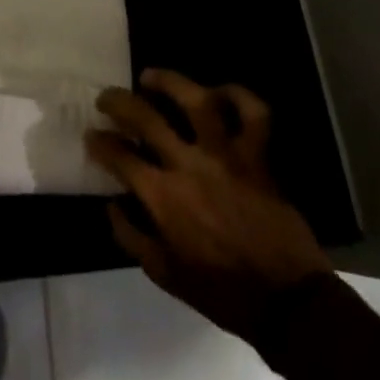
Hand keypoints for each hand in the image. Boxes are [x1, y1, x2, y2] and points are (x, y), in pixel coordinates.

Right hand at [87, 70, 329, 336]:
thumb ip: (132, 237)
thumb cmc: (222, 292)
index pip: (120, 156)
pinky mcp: (258, 157)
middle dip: (118, 101)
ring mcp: (226, 156)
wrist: (287, 303)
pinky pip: (254, 114)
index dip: (100, 142)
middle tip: (107, 97)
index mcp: (164, 196)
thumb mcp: (165, 275)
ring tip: (152, 76)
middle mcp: (190, 165)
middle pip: (146, 116)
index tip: (91, 135)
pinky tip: (220, 92)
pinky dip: (239, 96)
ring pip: (197, 100)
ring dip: (170, 82)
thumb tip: (112, 205)